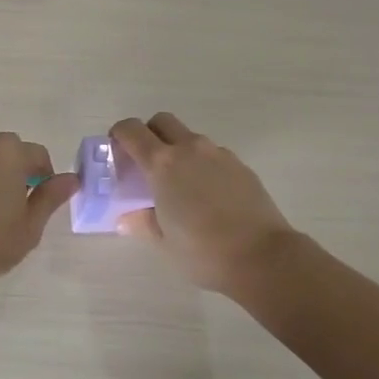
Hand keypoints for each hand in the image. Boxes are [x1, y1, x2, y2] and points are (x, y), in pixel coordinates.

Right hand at [110, 113, 294, 294]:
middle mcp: (190, 149)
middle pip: (162, 121)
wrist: (263, 256)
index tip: (115, 150)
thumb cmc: (204, 251)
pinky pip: (212, 154)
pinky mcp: (240, 165)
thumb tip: (126, 217)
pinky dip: (202, 164)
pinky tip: (207, 194)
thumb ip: (141, 223)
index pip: (132, 131)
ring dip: (177, 149)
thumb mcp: (163, 243)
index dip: (118, 134)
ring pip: (189, 137)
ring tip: (179, 184)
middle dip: (149, 134)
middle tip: (145, 163)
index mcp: (163, 164)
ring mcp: (218, 154)